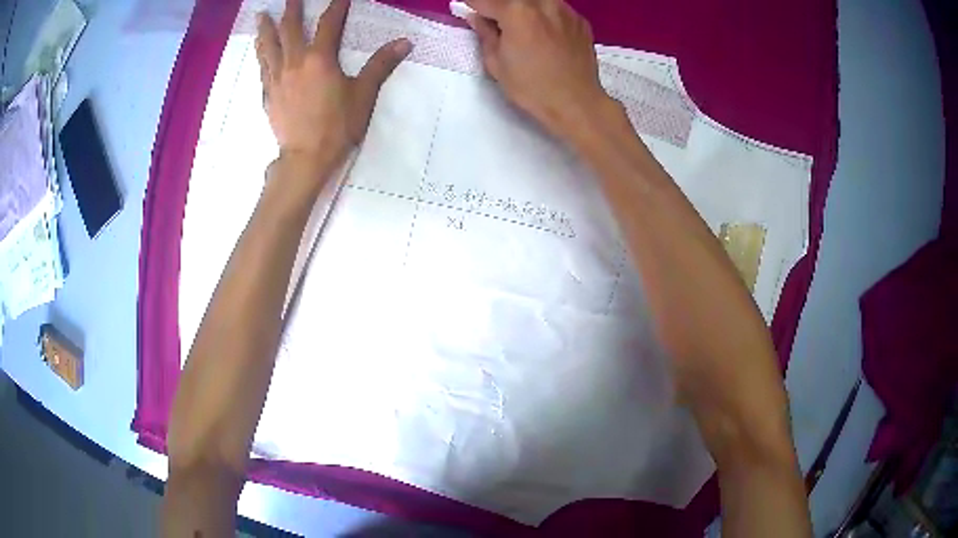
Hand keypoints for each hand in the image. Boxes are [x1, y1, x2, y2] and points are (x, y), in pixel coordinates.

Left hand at [257, 0, 411, 174]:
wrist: (305, 158)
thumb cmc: (337, 126)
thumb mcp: (363, 94)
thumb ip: (381, 65)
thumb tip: (404, 42)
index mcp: (319, 59)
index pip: (328, 24)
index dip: (336, 6)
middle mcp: (294, 62)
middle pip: (289, 29)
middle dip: (291, 9)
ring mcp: (277, 78)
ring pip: (268, 47)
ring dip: (265, 29)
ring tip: (261, 16)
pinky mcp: (268, 94)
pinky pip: (262, 68)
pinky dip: (261, 55)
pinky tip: (259, 51)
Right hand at [465, 0, 611, 139]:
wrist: (576, 103)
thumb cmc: (531, 87)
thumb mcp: (496, 63)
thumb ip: (485, 33)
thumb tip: (476, 17)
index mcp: (516, 11)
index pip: (483, 0)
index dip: (472, 5)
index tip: (469, 11)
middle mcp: (542, 2)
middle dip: (499, 6)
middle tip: (495, 22)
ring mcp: (565, 9)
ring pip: (536, 0)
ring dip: (524, 8)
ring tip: (523, 26)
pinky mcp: (580, 20)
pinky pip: (556, 8)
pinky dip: (545, 15)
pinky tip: (546, 33)